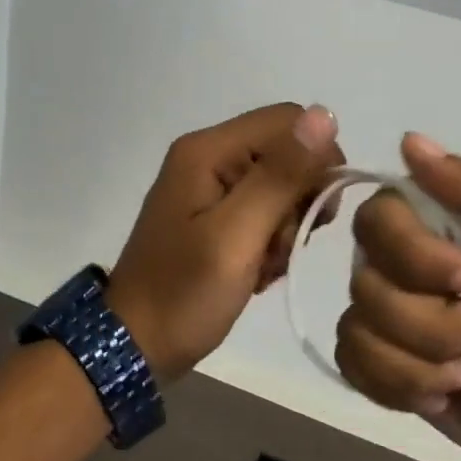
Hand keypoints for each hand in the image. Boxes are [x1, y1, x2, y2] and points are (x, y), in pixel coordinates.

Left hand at [106, 103, 343, 379]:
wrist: (135, 344)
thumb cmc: (184, 293)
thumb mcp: (237, 235)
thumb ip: (281, 176)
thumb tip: (325, 115)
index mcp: (209, 149)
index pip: (290, 121)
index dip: (316, 161)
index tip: (318, 214)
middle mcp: (209, 156)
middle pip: (286, 153)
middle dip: (299, 201)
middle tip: (281, 247)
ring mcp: (210, 185)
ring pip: (280, 186)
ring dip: (285, 228)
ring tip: (264, 265)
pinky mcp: (214, 213)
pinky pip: (264, 211)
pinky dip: (270, 241)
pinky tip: (256, 271)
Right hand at [336, 134, 460, 460]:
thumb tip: (409, 141)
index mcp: (455, 224)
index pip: (383, 209)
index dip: (415, 250)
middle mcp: (414, 264)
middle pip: (363, 267)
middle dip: (428, 314)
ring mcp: (399, 320)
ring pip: (358, 320)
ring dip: (426, 355)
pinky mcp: (390, 371)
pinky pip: (352, 362)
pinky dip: (403, 384)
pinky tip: (450, 394)